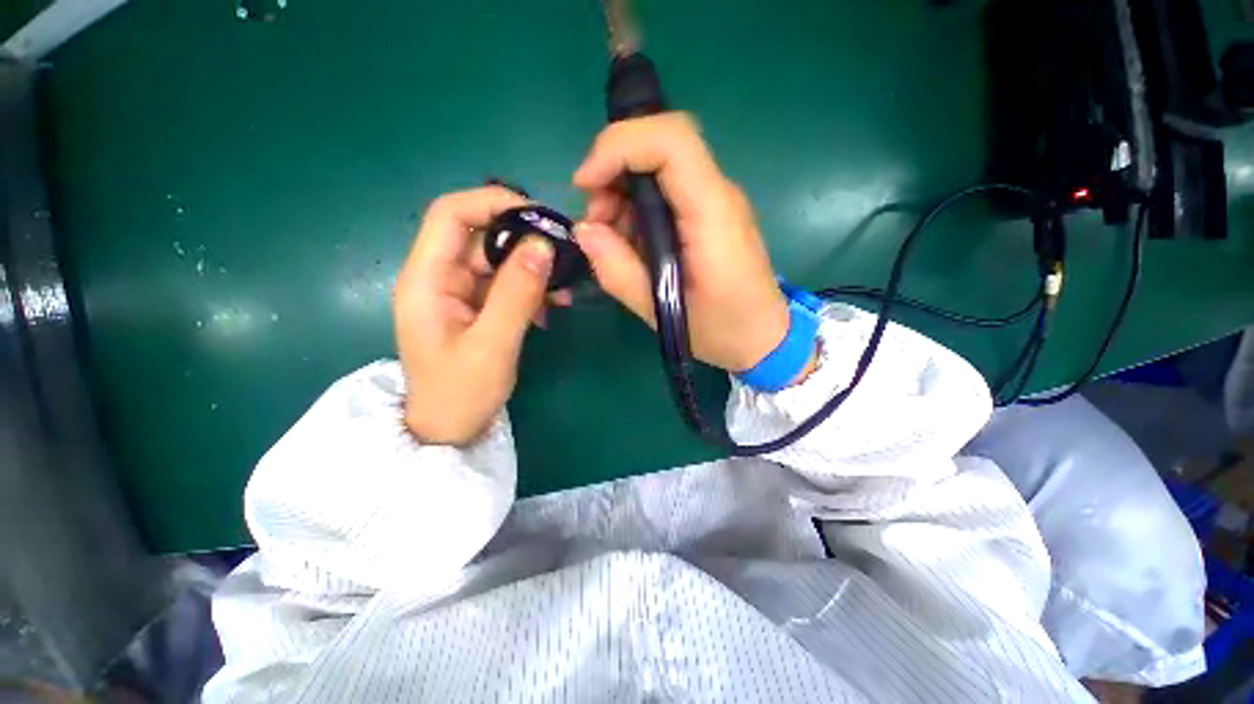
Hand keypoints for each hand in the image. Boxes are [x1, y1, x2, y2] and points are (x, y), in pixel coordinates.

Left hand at [394, 186, 565, 444]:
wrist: (449, 430)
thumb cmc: (460, 394)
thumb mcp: (492, 345)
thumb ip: (517, 294)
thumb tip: (544, 245)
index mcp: (426, 279)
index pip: (451, 214)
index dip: (493, 203)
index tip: (539, 217)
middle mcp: (439, 277)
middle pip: (480, 234)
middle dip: (524, 237)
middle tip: (565, 251)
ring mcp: (459, 292)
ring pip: (498, 259)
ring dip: (533, 266)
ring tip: (565, 285)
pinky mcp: (476, 307)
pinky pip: (506, 283)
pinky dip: (531, 287)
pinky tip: (553, 305)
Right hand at [573, 113, 790, 372]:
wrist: (763, 336)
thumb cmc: (722, 329)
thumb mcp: (662, 311)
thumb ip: (619, 271)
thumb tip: (584, 231)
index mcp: (712, 214)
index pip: (671, 141)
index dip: (619, 146)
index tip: (586, 184)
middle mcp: (717, 195)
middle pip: (660, 147)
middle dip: (613, 173)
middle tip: (596, 224)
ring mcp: (715, 202)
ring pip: (659, 168)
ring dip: (622, 194)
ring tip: (610, 240)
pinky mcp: (708, 215)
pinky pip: (666, 193)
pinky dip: (637, 209)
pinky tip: (630, 244)